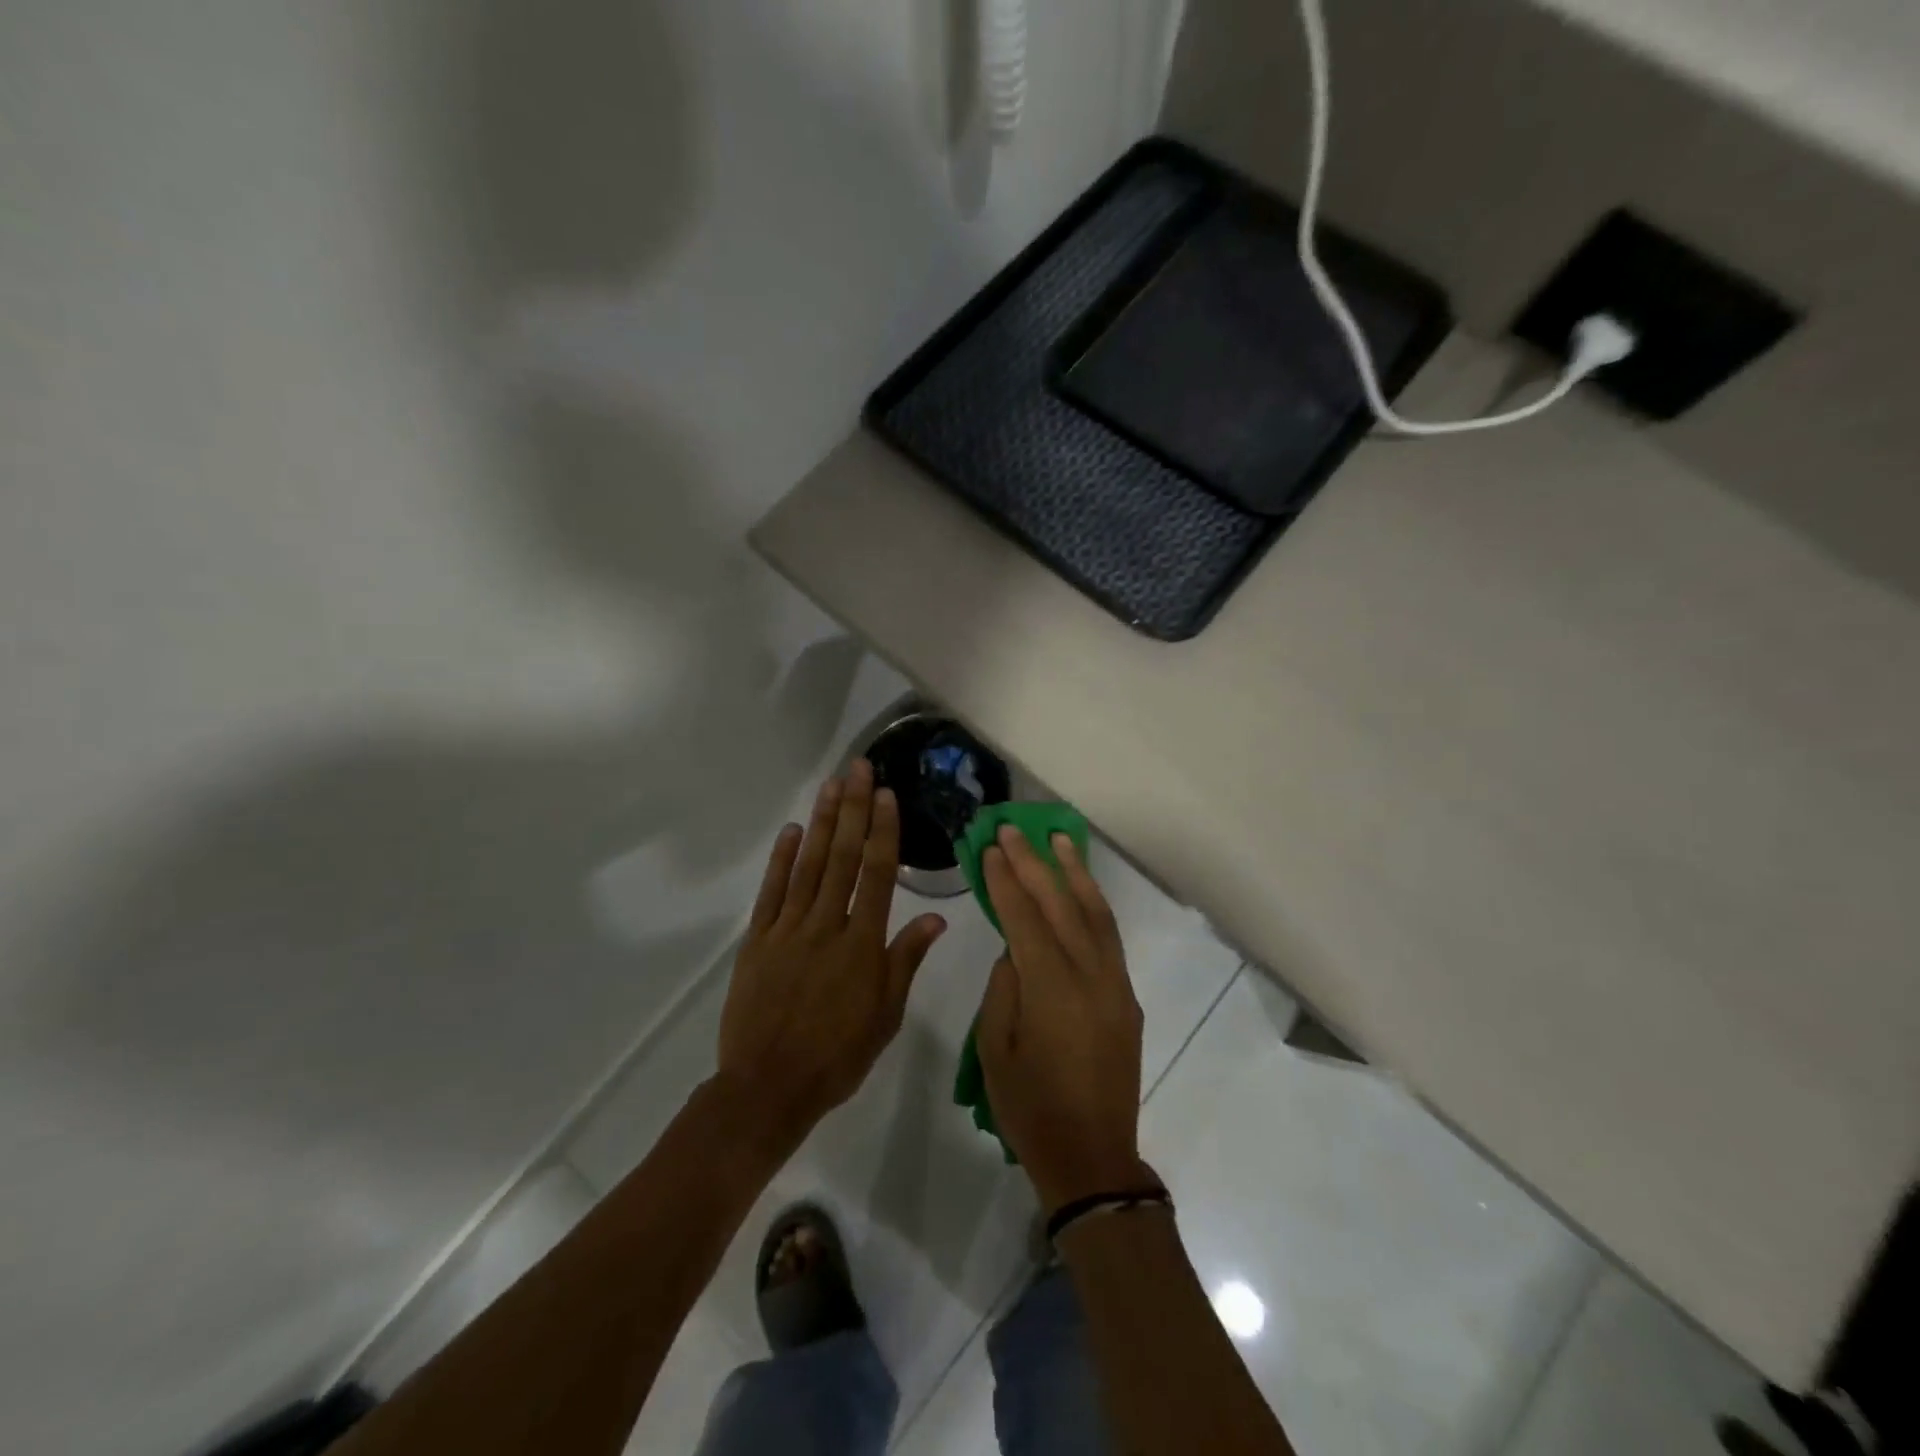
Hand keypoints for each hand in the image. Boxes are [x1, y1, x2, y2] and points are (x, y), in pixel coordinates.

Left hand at [716, 760, 946, 1148]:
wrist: (768, 1087)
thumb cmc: (838, 1056)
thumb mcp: (886, 1015)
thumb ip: (906, 960)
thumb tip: (936, 919)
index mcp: (863, 944)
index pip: (877, 875)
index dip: (882, 831)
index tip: (885, 794)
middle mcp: (827, 925)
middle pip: (841, 857)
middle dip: (852, 809)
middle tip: (857, 768)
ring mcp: (788, 929)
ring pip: (808, 866)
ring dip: (821, 823)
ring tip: (830, 786)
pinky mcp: (758, 940)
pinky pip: (771, 892)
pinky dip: (780, 860)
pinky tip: (791, 831)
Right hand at [976, 827, 1153, 1214]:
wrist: (1092, 1156)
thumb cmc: (1030, 1108)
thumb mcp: (994, 1049)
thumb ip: (1003, 988)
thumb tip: (1015, 951)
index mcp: (1050, 988)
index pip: (1024, 918)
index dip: (1004, 880)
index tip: (989, 848)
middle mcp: (1090, 975)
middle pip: (1060, 905)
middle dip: (1034, 863)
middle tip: (1012, 829)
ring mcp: (1115, 984)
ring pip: (1095, 913)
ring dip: (1074, 873)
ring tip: (1057, 839)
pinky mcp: (1127, 996)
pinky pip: (1109, 937)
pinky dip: (1093, 904)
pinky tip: (1080, 888)